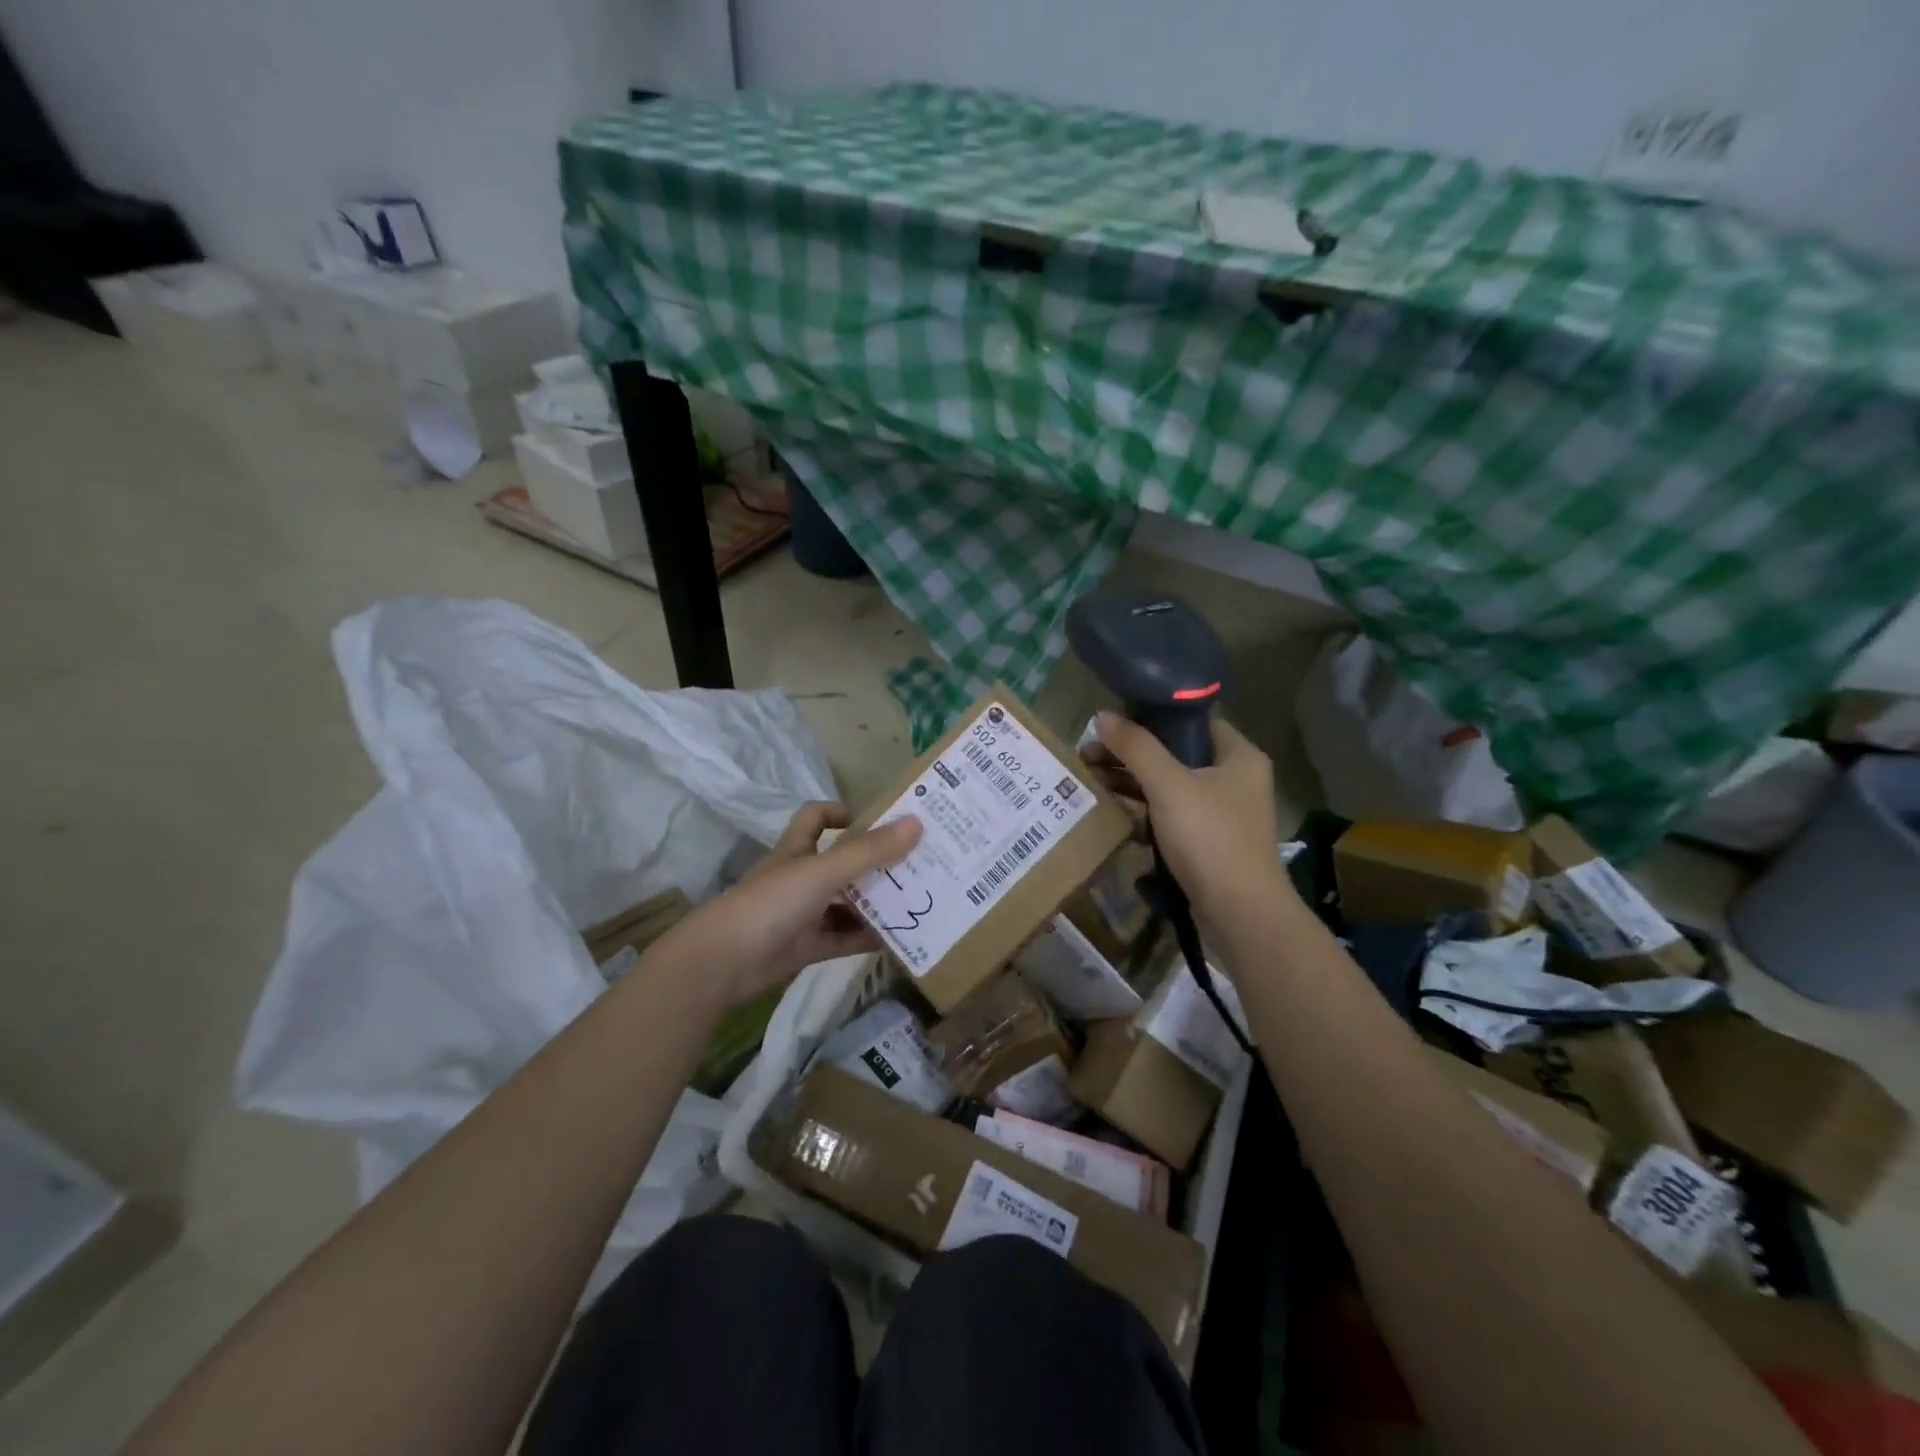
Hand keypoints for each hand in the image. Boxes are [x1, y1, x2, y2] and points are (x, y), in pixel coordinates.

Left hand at [658, 802, 922, 1007]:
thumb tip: (918, 823)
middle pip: (842, 862)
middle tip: (918, 864)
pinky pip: (844, 939)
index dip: (843, 813)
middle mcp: (801, 877)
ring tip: (918, 901)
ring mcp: (803, 914)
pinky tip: (899, 938)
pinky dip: (868, 937)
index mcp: (799, 849)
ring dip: (876, 903)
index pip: (817, 817)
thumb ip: (870, 850)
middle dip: (876, 863)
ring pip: (846, 903)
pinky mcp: (807, 947)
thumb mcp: (825, 870)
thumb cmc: (773, 902)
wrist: (725, 961)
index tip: (878, 822)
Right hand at [1087, 712, 1290, 925]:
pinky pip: (1171, 816)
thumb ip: (1136, 747)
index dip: (1150, 716)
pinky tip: (1115, 815)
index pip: (1191, 720)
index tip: (1111, 722)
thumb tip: (1102, 716)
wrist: (1240, 914)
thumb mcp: (1168, 785)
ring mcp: (1223, 814)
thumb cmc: (1210, 839)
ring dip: (1134, 783)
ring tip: (1093, 781)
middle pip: (1175, 753)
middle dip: (1132, 754)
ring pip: (1170, 786)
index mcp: (1238, 755)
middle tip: (1090, 755)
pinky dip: (1145, 813)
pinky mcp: (1209, 843)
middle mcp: (1235, 779)